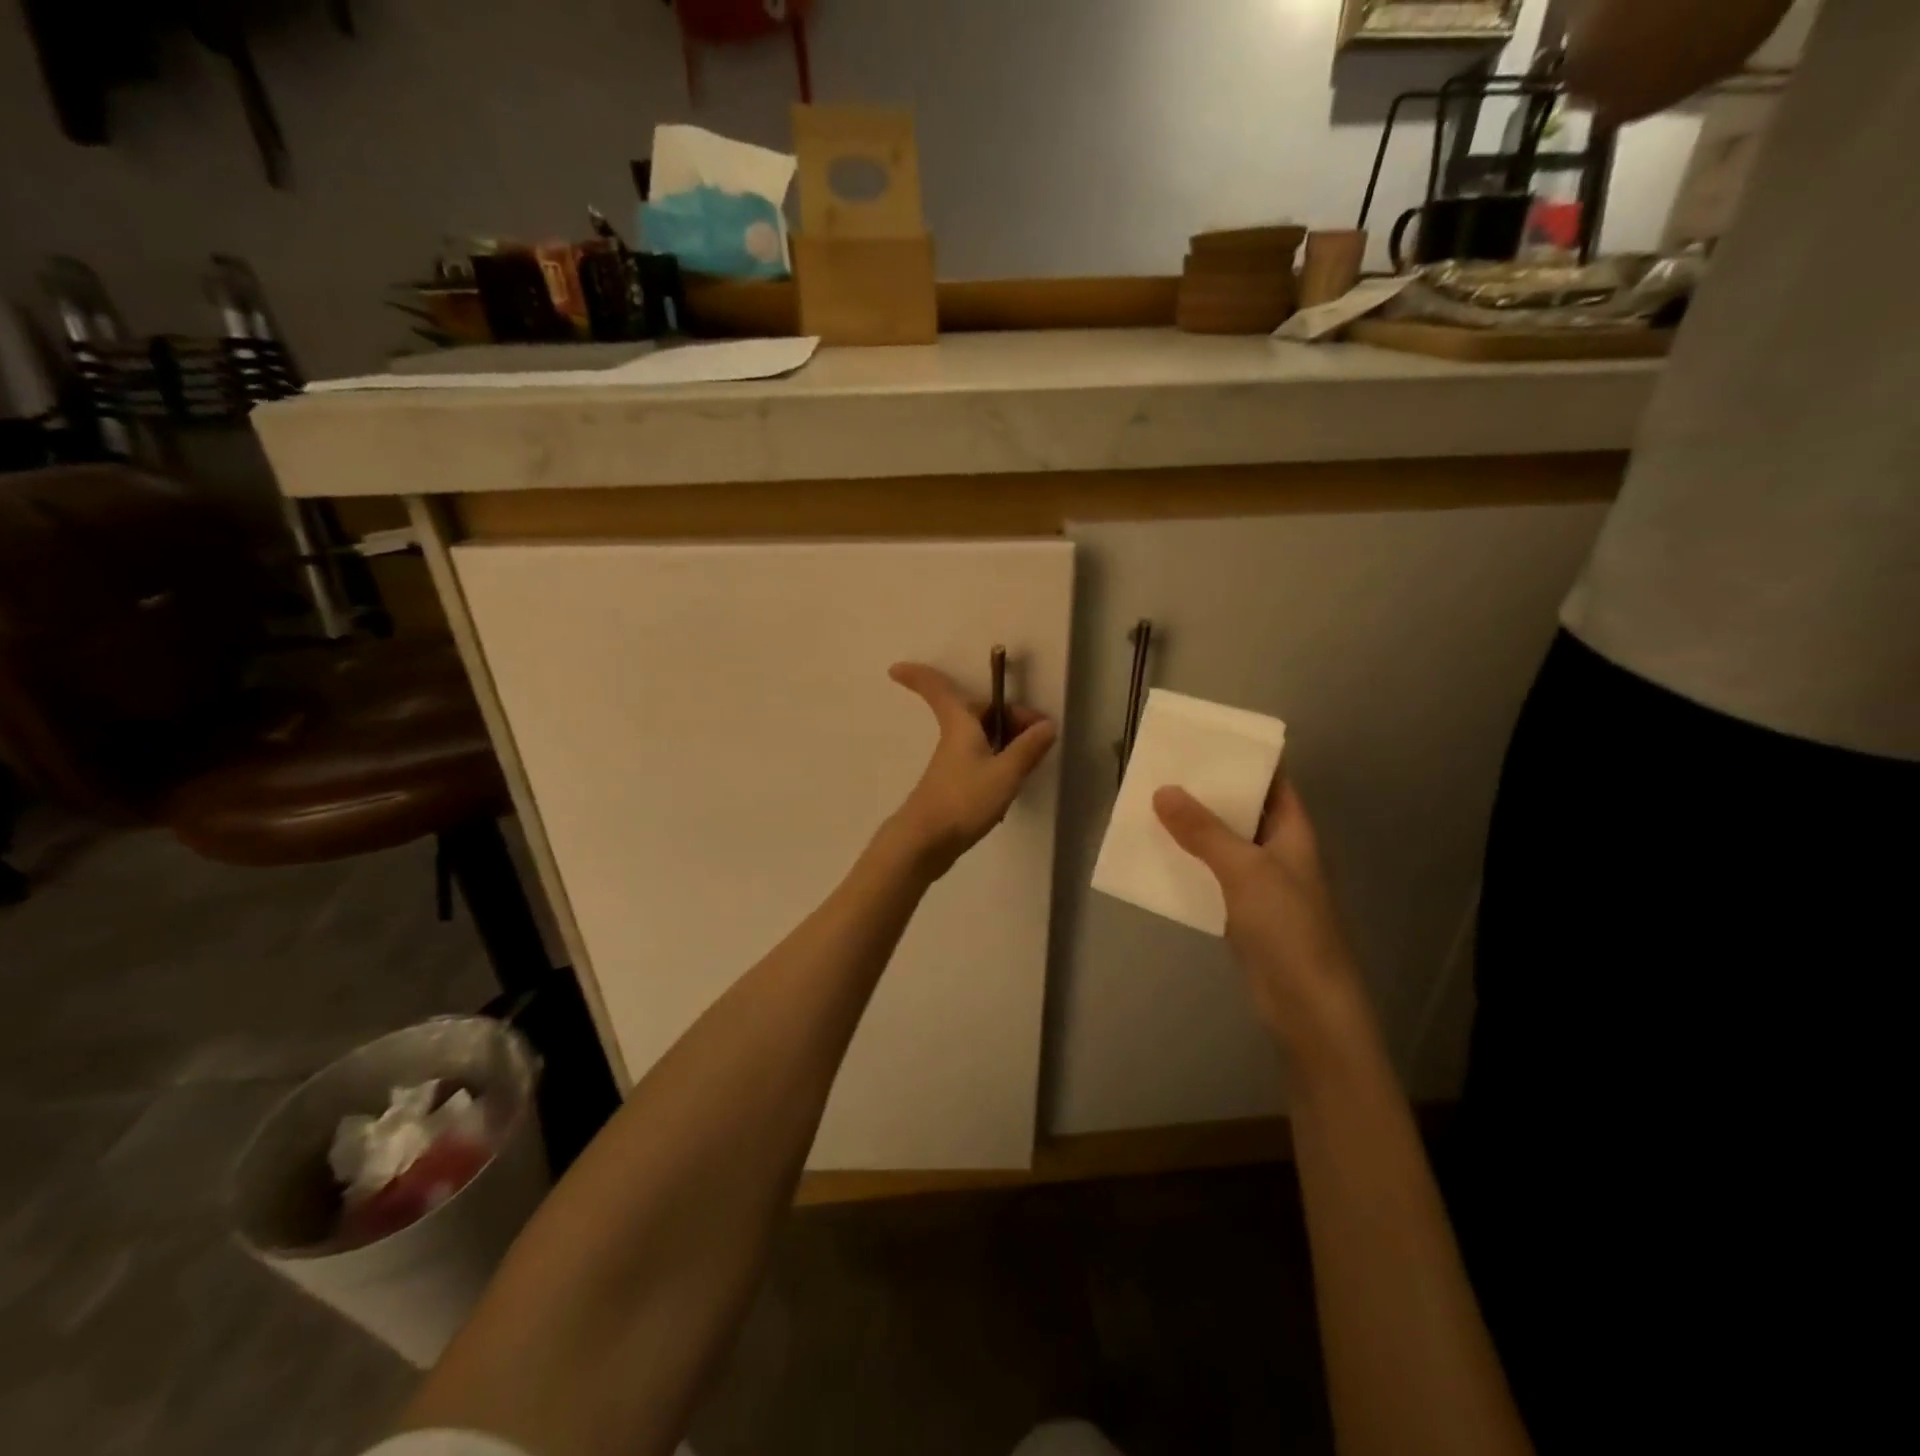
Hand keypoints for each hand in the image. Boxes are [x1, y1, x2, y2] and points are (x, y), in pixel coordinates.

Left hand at [887, 662, 1057, 874]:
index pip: (939, 691)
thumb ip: (1028, 749)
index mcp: (960, 725)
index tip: (894, 668)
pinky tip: (1013, 784)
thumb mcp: (1006, 773)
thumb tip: (1047, 725)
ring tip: (1030, 763)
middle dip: (1007, 716)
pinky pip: (980, 761)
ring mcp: (951, 764)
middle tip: (1038, 736)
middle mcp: (953, 739)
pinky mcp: (954, 786)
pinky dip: (999, 763)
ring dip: (1007, 742)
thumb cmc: (963, 800)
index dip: (920, 676)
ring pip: (982, 739)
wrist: (926, 843)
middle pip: (977, 714)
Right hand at [1152, 779, 1369, 1055]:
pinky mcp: (1242, 911)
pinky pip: (1211, 874)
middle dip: (1206, 791)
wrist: (1306, 1005)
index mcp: (1293, 830)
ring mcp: (1260, 882)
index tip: (1201, 741)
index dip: (1241, 758)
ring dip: (1192, 827)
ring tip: (1149, 805)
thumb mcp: (1244, 870)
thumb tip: (1162, 791)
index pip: (1271, 780)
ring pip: (1222, 842)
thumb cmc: (1287, 927)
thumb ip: (1203, 831)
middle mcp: (1278, 849)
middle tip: (1162, 769)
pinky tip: (1156, 855)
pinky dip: (1188, 862)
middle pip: (1241, 809)